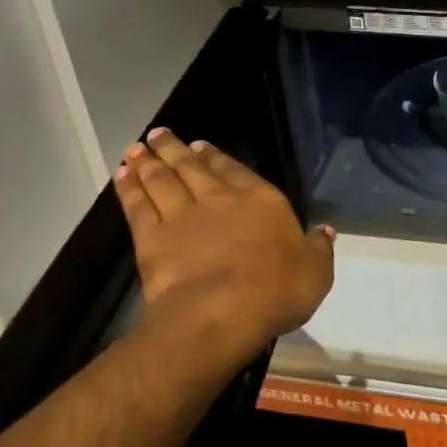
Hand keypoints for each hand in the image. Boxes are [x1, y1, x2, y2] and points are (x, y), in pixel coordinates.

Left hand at [113, 129, 335, 357]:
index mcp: (261, 201)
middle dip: (176, 149)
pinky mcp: (152, 238)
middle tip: (160, 134)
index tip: (201, 145)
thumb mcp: (315, 272)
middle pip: (193, 167)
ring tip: (137, 148)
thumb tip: (325, 231)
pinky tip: (121, 176)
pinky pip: (137, 206)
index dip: (217, 156)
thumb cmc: (276, 291)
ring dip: (149, 162)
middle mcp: (220, 199)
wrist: (220, 312)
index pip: (236, 170)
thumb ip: (318, 248)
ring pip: (162, 180)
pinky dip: (128, 188)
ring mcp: (182, 216)